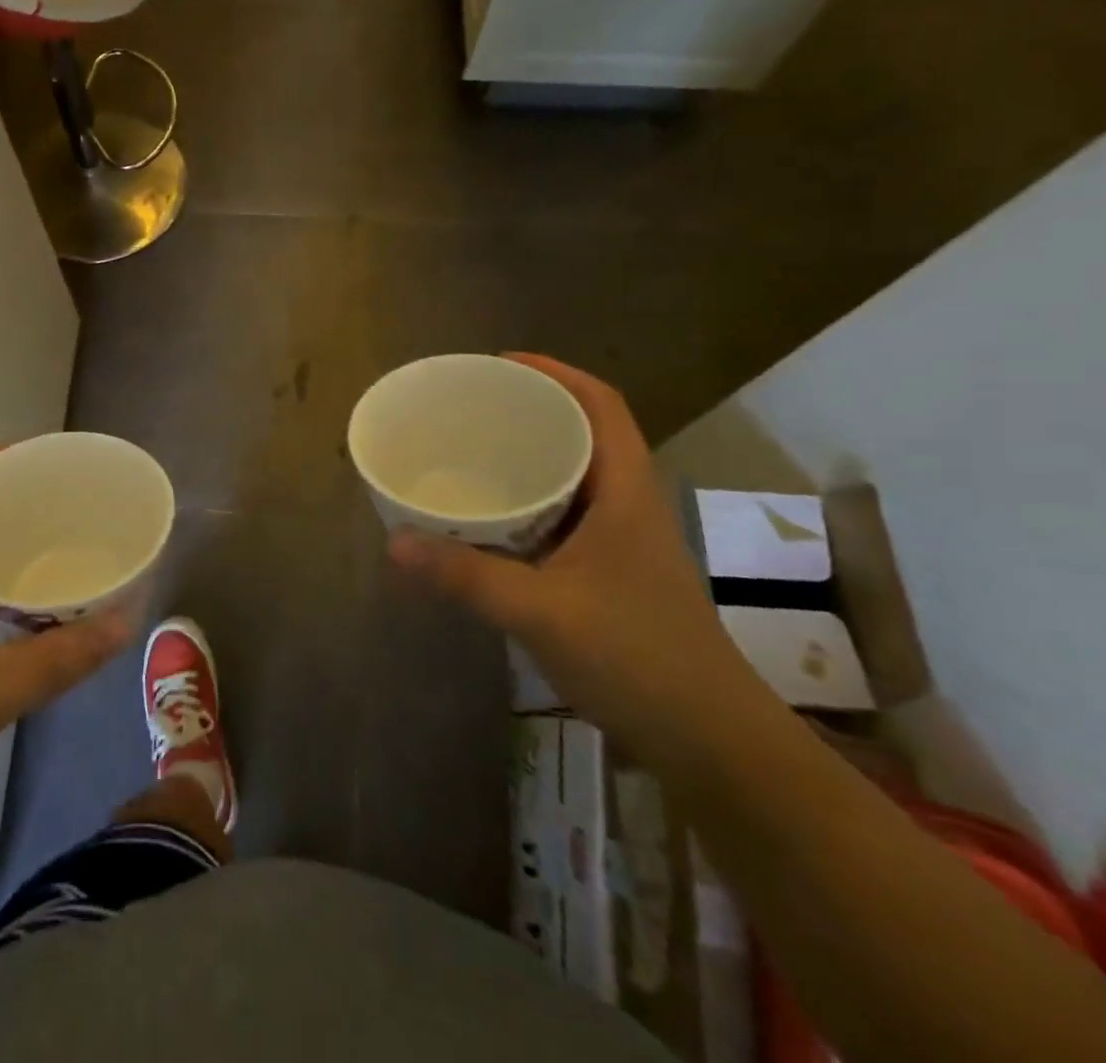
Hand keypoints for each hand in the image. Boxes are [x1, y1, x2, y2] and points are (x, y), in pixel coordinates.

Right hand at [388, 355, 768, 762]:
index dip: (556, 372)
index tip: (501, 363)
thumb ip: (467, 576)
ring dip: (529, 459)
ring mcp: (622, 542)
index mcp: (626, 491)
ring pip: (573, 478)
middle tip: (472, 408)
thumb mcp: (543, 611)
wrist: (710, 741)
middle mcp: (628, 505)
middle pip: (584, 433)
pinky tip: (490, 523)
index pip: (600, 405)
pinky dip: (527, 505)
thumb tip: (395, 541)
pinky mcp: (610, 574)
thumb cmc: (638, 658)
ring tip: (472, 454)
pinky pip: (562, 518)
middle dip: (532, 410)